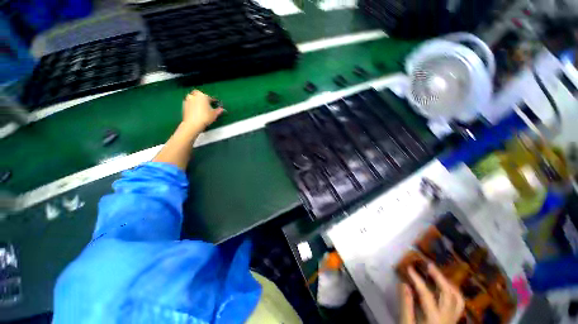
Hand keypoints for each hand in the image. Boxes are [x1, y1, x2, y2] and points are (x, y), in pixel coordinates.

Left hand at [182, 90, 223, 131]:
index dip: (213, 101)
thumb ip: (218, 110)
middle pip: (199, 95)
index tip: (214, 103)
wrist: (193, 124)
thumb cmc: (204, 117)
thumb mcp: (214, 114)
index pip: (209, 97)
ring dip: (197, 101)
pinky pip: (190, 103)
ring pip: (193, 98)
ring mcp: (187, 100)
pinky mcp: (184, 105)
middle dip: (202, 98)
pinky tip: (197, 112)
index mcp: (202, 96)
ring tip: (202, 109)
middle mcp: (194, 96)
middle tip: (207, 104)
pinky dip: (193, 106)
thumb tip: (221, 109)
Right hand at [400, 263, 464, 323]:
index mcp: (435, 319)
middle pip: (448, 294)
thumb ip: (406, 305)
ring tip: (440, 275)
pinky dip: (453, 294)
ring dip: (449, 284)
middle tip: (429, 265)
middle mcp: (448, 318)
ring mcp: (453, 320)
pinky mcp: (453, 322)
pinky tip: (446, 290)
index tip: (409, 267)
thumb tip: (404, 284)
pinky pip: (458, 305)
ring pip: (458, 300)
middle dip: (439, 278)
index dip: (417, 279)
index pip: (426, 294)